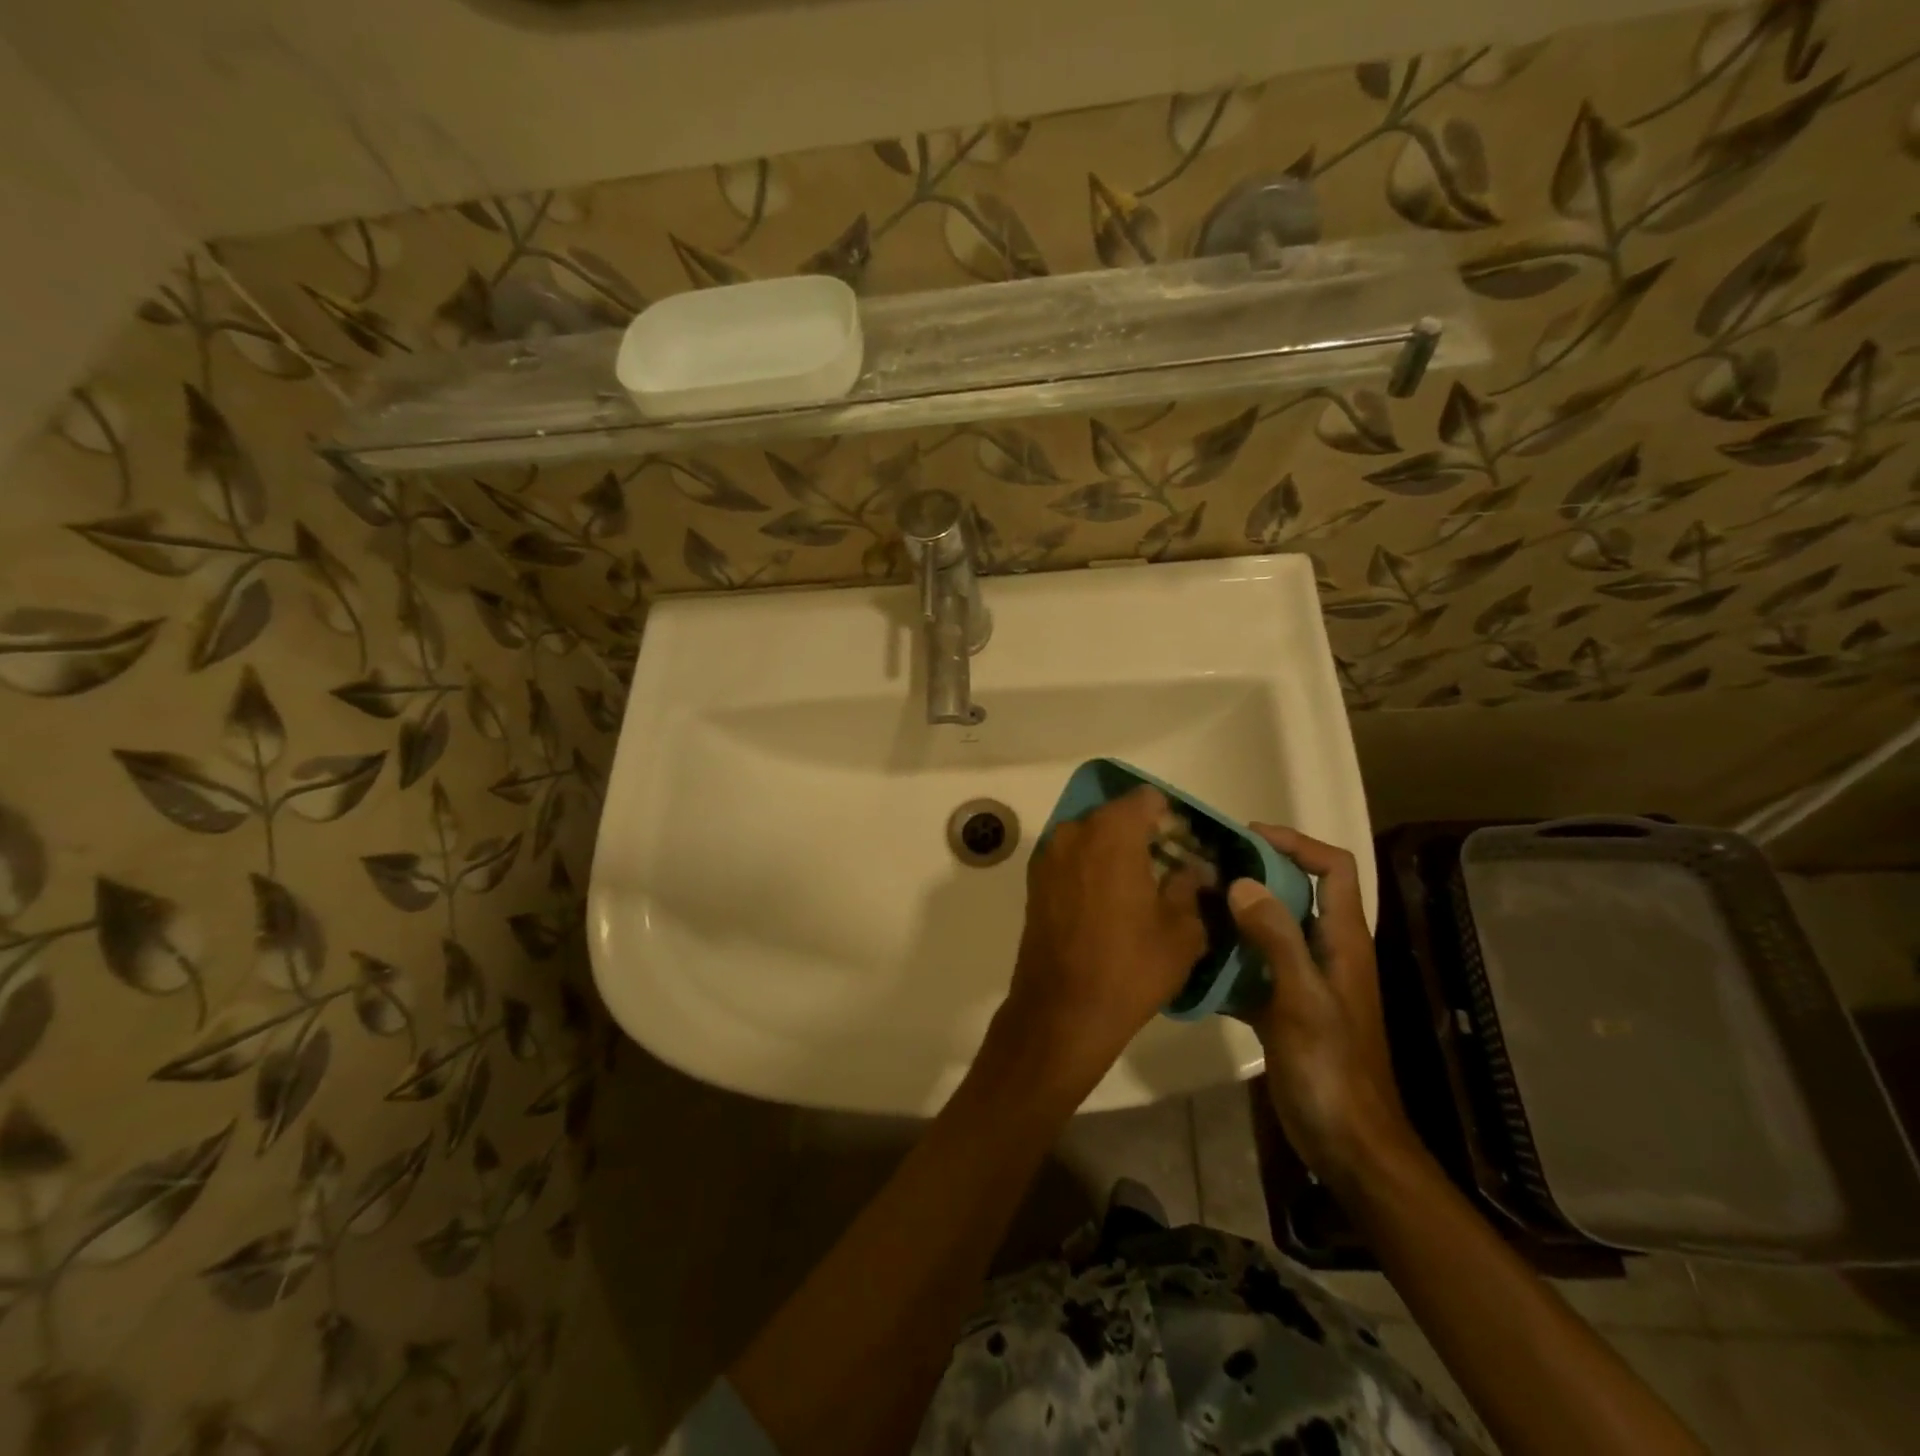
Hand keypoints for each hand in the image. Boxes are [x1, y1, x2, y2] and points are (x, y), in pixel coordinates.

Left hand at [992, 786, 1205, 1094]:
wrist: (1061, 1011)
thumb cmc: (1129, 967)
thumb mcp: (1181, 931)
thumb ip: (1189, 887)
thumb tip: (1194, 869)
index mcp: (1112, 832)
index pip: (1147, 799)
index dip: (1171, 817)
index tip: (1186, 844)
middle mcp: (1074, 831)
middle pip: (1116, 815)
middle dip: (1143, 833)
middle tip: (1169, 866)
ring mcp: (1048, 855)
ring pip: (1091, 836)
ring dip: (1115, 851)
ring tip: (1141, 887)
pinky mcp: (1035, 880)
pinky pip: (1071, 858)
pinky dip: (1091, 867)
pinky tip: (1110, 901)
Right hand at [1227, 825, 1417, 1187]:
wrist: (1346, 1142)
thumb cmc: (1331, 1067)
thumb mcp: (1303, 999)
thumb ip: (1275, 939)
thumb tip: (1240, 882)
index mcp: (1342, 939)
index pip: (1334, 868)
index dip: (1297, 843)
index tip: (1248, 837)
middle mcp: (1324, 950)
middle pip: (1295, 891)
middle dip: (1254, 872)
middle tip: (1204, 865)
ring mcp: (1302, 979)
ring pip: (1269, 927)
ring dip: (1235, 913)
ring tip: (1189, 902)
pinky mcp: (1282, 1005)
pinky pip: (1251, 966)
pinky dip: (1226, 957)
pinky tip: (1191, 960)